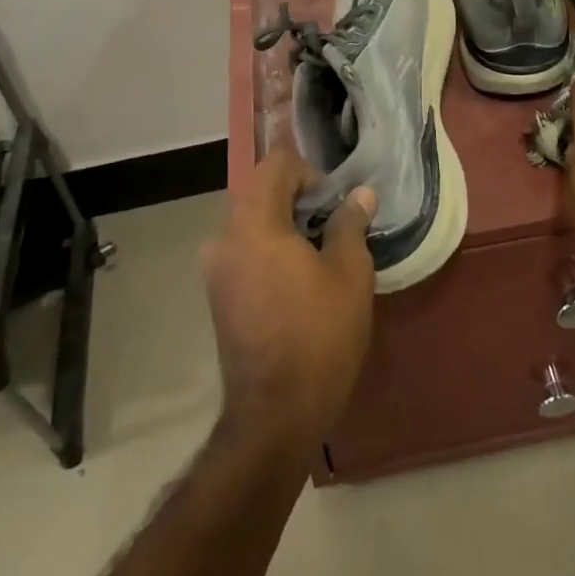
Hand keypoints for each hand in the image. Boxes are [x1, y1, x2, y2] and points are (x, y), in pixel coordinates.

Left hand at [201, 142, 375, 455]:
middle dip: (297, 196)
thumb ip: (350, 223)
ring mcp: (215, 267)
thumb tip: (359, 195)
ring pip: (250, 221)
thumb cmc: (320, 334)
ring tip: (318, 250)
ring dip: (282, 222)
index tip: (334, 201)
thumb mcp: (350, 273)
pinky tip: (296, 276)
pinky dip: (268, 246)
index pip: (276, 164)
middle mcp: (224, 237)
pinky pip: (242, 248)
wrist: (276, 411)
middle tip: (333, 223)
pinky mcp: (216, 294)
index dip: (309, 171)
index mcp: (255, 223)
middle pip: (259, 191)